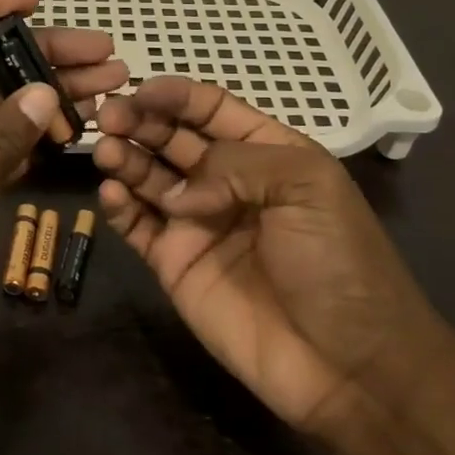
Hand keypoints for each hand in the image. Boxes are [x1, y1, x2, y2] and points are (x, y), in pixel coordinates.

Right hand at [92, 77, 442, 432]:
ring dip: (125, 157)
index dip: (177, 95)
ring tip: (106, 149)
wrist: (347, 366)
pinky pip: (138, 226)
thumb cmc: (338, 263)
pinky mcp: (174, 264)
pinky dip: (120, 206)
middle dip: (140, 121)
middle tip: (108, 115)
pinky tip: (113, 194)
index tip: (140, 88)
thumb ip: (236, 164)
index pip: (212, 110)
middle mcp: (226, 182)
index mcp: (265, 153)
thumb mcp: (307, 187)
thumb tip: (181, 189)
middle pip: (173, 138)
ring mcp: (197, 223)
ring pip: (149, 177)